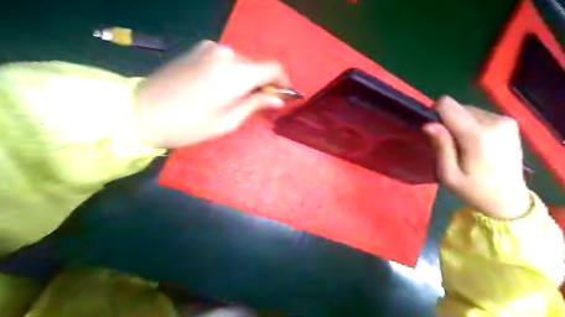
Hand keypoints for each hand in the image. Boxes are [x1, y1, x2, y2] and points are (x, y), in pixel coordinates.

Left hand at [133, 40, 288, 148]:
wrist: (143, 112)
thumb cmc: (190, 125)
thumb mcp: (229, 121)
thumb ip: (256, 104)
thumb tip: (278, 99)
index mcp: (236, 73)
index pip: (273, 68)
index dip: (283, 82)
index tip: (284, 96)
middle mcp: (226, 53)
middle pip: (257, 65)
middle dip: (264, 83)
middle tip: (260, 103)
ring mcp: (211, 48)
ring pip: (242, 62)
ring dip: (247, 78)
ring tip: (237, 98)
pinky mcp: (199, 49)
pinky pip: (227, 60)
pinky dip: (232, 72)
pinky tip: (222, 87)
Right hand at [424, 97, 529, 219]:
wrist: (508, 199)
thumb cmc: (472, 189)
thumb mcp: (448, 174)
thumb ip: (440, 146)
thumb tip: (428, 124)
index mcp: (477, 135)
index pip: (447, 105)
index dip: (435, 114)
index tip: (435, 132)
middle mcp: (494, 121)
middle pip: (457, 107)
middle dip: (448, 121)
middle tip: (450, 144)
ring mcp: (505, 120)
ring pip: (468, 109)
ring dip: (460, 123)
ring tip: (463, 145)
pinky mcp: (510, 122)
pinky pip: (479, 114)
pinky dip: (471, 124)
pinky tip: (475, 143)